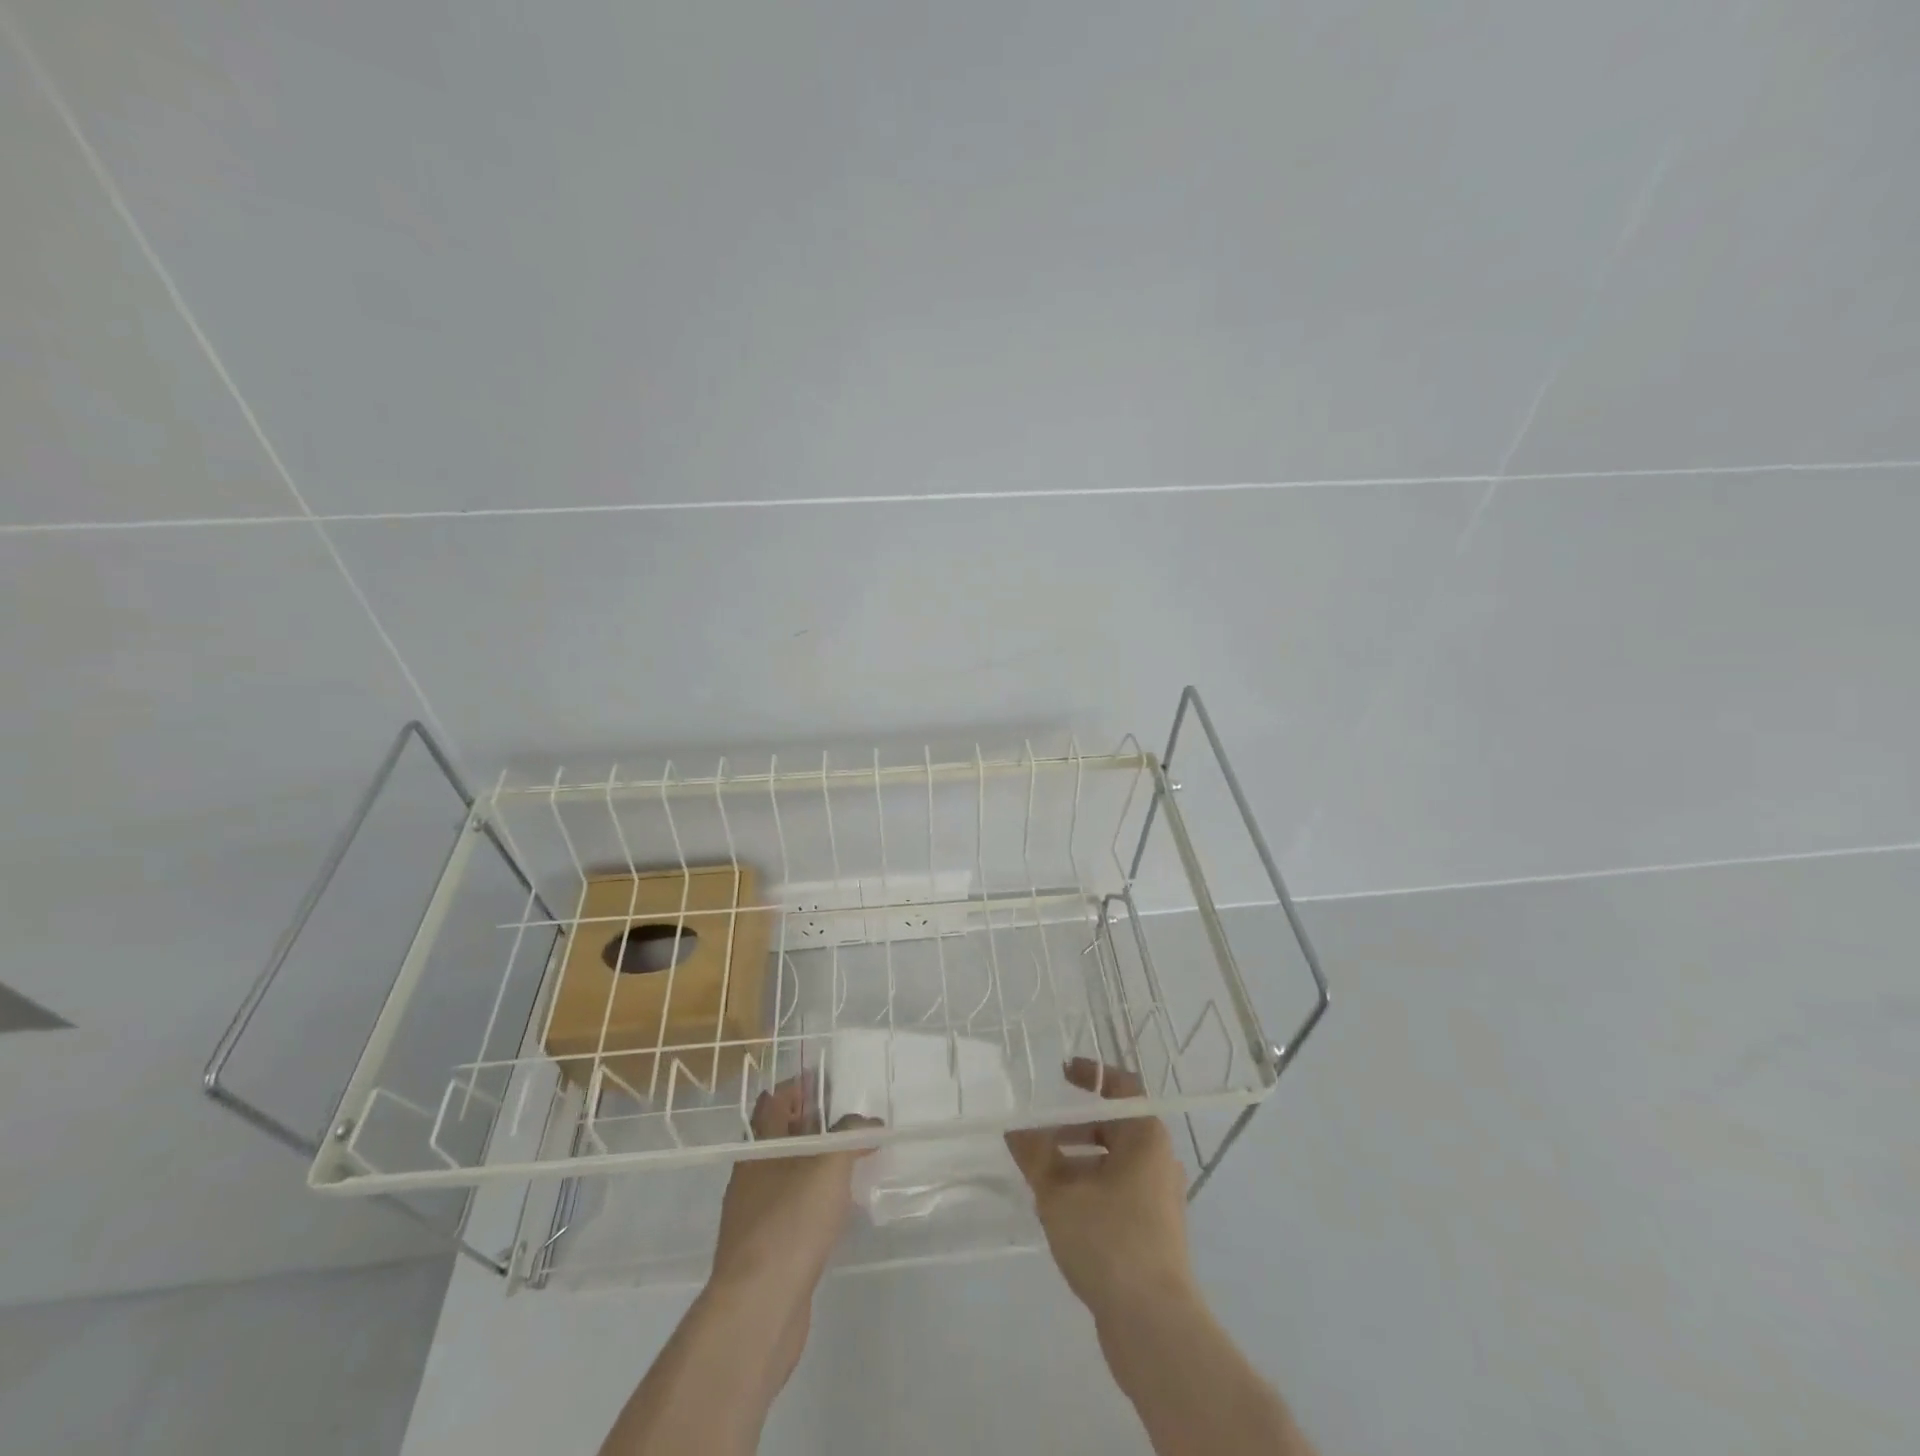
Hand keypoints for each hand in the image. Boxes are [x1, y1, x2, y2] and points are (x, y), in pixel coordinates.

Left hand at [708, 1077, 876, 1384]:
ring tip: (851, 1155)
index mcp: (760, 1147)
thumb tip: (870, 1124)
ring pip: (788, 1174)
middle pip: (781, 1136)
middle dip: (812, 1122)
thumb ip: (849, 1136)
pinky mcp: (768, 1251)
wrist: (759, 1308)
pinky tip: (839, 1206)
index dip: (799, 1085)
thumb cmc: (790, 1222)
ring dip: (815, 1161)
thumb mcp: (828, 1165)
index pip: (775, 1101)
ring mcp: (757, 1215)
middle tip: (849, 1114)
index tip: (828, 1078)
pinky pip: (794, 1209)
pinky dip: (815, 1198)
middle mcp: (753, 1175)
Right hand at [1005, 1059, 1195, 1323]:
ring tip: (1039, 1175)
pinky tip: (1058, 1212)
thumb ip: (1035, 1155)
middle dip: (1073, 1127)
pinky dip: (1088, 1190)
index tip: (1061, 1073)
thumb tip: (1015, 1130)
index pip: (1122, 1086)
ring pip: (1112, 1163)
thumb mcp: (1059, 1192)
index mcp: (1145, 1136)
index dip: (1092, 1075)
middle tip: (1038, 1131)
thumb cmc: (1109, 1239)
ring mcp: (1158, 1198)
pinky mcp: (1152, 1231)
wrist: (1153, 1324)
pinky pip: (1116, 1193)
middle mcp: (1158, 1160)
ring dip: (1076, 1162)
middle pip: (1113, 1127)